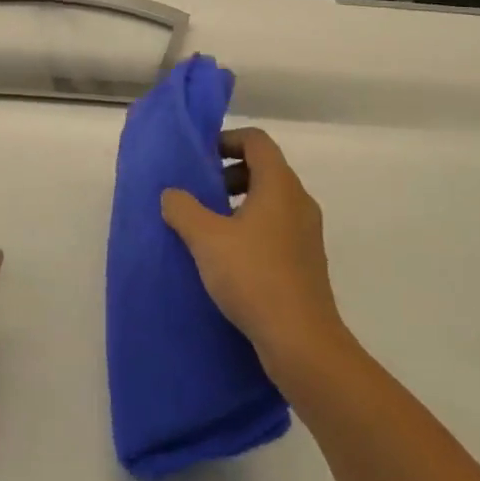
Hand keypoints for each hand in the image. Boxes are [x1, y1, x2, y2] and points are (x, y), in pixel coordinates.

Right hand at [161, 128, 346, 383]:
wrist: (301, 340)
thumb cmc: (254, 276)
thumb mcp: (207, 240)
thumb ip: (184, 209)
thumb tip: (172, 194)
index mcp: (279, 184)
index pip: (256, 141)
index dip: (227, 140)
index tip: (201, 157)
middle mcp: (299, 201)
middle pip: (264, 169)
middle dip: (229, 174)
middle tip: (201, 195)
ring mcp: (307, 232)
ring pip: (271, 201)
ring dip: (240, 204)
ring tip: (210, 229)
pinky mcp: (307, 260)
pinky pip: (277, 228)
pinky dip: (253, 229)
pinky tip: (230, 259)